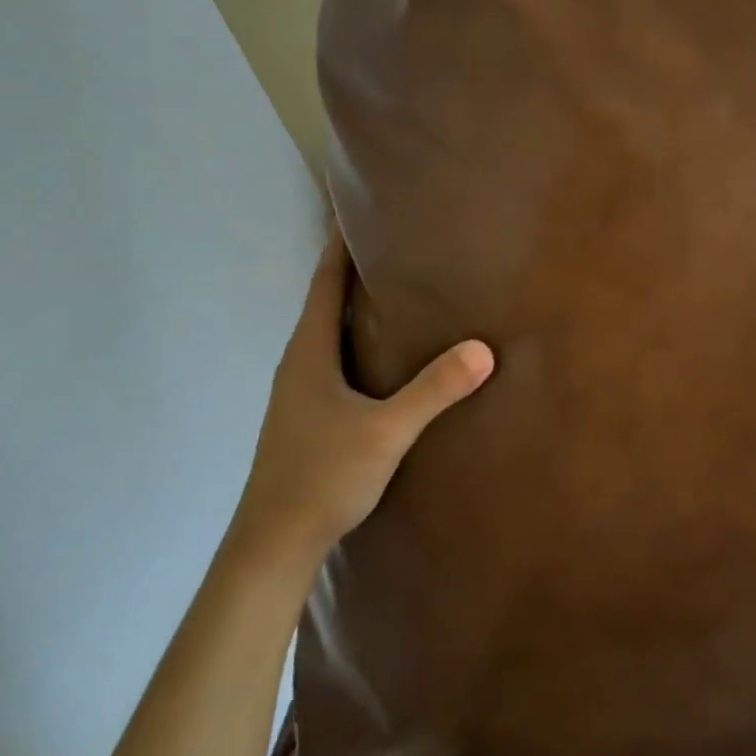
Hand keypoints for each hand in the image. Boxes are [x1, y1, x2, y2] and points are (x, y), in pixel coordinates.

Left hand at [228, 226, 494, 576]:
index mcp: (308, 352)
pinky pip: (334, 358)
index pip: (325, 283)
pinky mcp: (307, 414)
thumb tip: (483, 349)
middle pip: (326, 301)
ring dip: (356, 306)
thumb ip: (433, 390)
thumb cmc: (321, 477)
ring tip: (400, 289)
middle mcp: (298, 363)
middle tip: (399, 244)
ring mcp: (299, 391)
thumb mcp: (386, 432)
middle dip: (356, 269)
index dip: (341, 245)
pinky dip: (357, 339)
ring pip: (330, 332)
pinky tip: (386, 352)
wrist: (273, 546)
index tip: (361, 210)